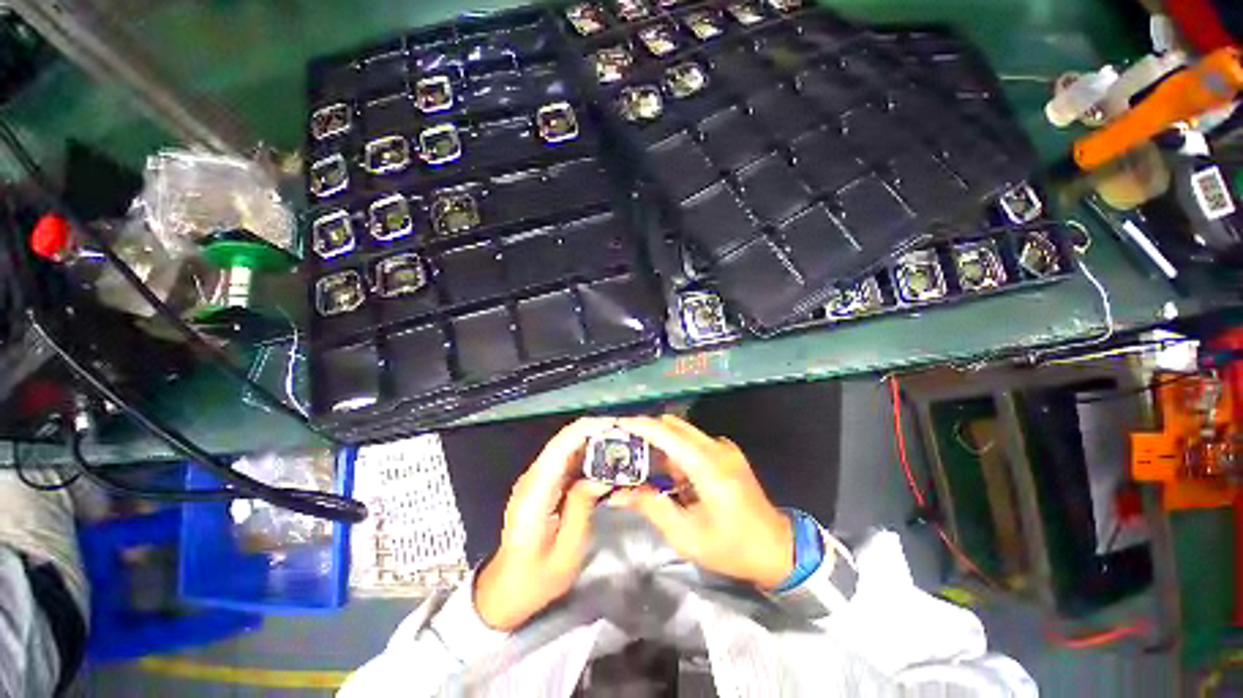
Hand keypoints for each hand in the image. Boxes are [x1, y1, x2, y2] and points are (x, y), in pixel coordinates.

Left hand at [474, 418, 611, 630]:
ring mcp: (535, 479)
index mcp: (535, 493)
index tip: (615, 426)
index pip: (560, 446)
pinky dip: (586, 455)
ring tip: (621, 444)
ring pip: (566, 447)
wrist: (506, 589)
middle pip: (564, 441)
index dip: (587, 430)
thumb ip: (582, 508)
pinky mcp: (542, 484)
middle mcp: (532, 478)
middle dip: (595, 432)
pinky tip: (605, 460)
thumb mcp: (566, 551)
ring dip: (592, 441)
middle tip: (625, 435)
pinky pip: (566, 461)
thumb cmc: (536, 579)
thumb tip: (601, 476)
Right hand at [610, 415, 795, 589]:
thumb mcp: (686, 535)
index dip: (639, 425)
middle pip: (674, 426)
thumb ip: (651, 507)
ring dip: (663, 444)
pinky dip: (678, 451)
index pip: (666, 433)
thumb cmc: (731, 547)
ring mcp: (725, 448)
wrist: (777, 549)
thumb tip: (619, 493)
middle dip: (648, 433)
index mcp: (707, 466)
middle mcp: (716, 448)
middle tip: (626, 448)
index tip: (616, 425)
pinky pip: (696, 442)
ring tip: (646, 467)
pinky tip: (674, 476)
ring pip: (684, 433)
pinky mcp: (729, 453)